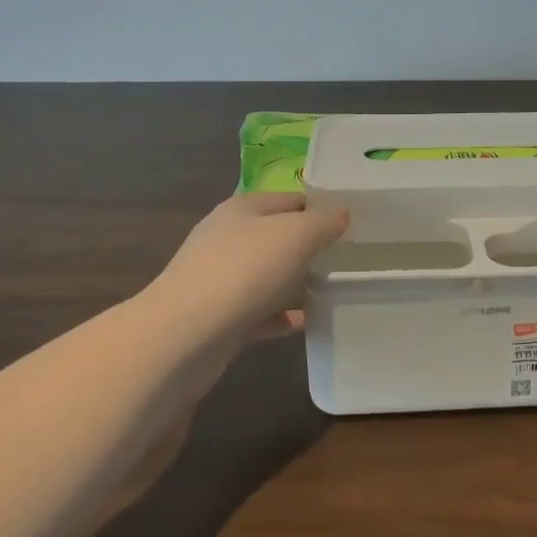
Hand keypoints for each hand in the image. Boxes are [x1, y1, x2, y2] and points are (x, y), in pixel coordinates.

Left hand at [150, 191, 349, 327]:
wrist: (183, 337)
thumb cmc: (243, 271)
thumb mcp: (295, 235)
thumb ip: (323, 222)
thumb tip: (342, 213)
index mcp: (242, 209)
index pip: (289, 198)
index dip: (320, 206)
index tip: (353, 222)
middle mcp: (227, 238)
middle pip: (276, 235)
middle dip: (309, 245)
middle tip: (348, 256)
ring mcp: (219, 280)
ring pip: (266, 274)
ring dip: (294, 281)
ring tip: (332, 288)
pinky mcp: (218, 319)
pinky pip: (258, 312)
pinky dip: (280, 316)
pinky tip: (306, 323)